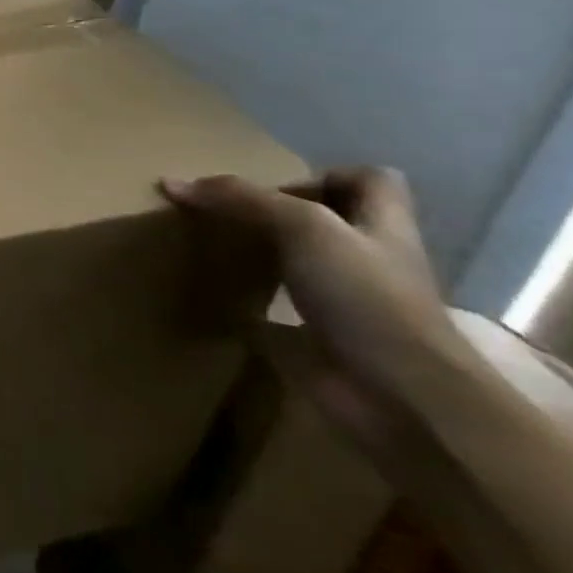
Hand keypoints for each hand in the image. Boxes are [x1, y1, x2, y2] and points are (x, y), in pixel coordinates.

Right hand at [160, 167, 469, 455]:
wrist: (401, 397)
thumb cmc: (366, 297)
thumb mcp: (304, 227)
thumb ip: (242, 199)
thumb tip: (172, 182)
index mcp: (381, 226)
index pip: (368, 181)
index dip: (322, 175)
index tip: (271, 188)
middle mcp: (367, 259)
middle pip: (326, 221)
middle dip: (275, 214)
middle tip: (223, 212)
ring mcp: (346, 302)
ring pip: (299, 263)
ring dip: (259, 254)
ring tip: (209, 245)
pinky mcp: (319, 338)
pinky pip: (277, 310)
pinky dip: (246, 302)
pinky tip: (212, 294)